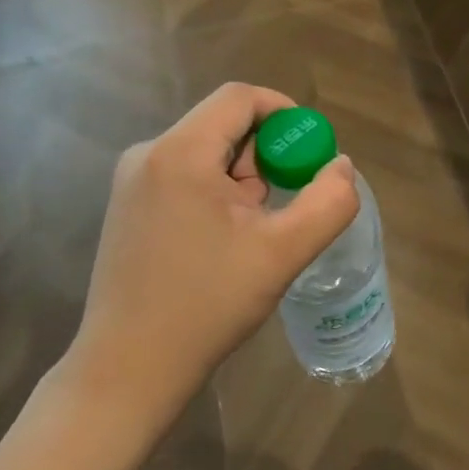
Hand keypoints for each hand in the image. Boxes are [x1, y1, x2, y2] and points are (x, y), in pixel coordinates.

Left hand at [64, 83, 358, 413]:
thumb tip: (340, 166)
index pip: (240, 98)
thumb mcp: (283, 252)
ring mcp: (132, 182)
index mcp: (180, 153)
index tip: (309, 154)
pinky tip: (223, 243)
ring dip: (243, 180)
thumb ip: (328, 202)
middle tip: (281, 205)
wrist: (127, 372)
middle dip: (265, 156)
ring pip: (207, 153)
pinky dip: (218, 194)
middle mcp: (148, 155)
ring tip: (251, 234)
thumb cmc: (206, 305)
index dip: (285, 114)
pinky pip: (187, 177)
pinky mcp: (128, 208)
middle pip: (224, 125)